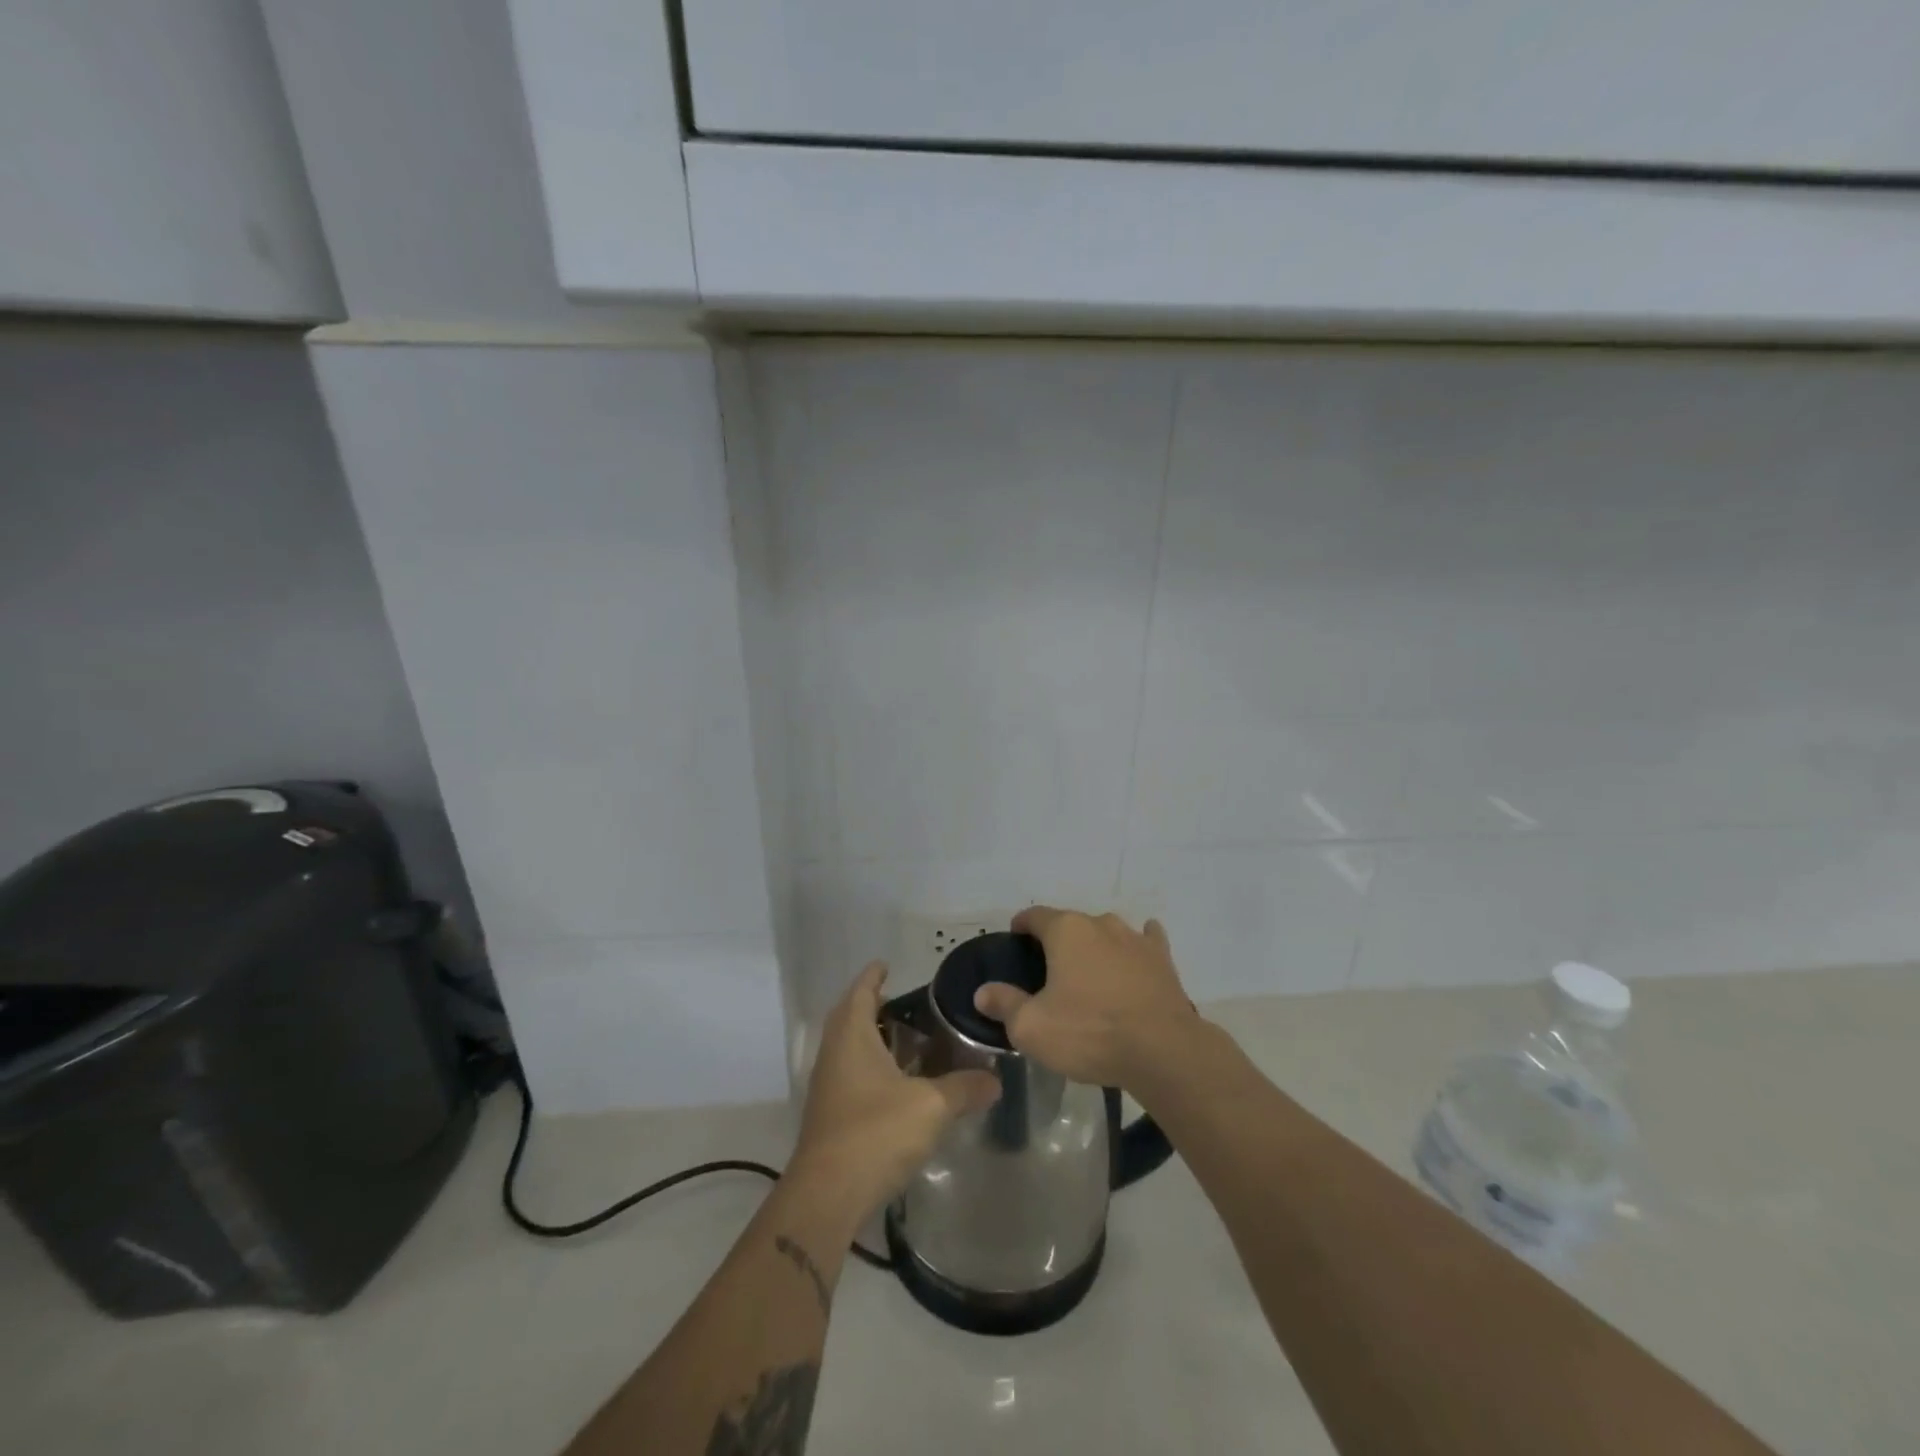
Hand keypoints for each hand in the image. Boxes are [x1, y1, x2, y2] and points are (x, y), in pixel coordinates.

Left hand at [792, 962, 1000, 1219]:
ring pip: (850, 1047)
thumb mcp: (930, 1106)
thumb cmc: (875, 1133)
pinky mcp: (831, 1114)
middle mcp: (834, 1053)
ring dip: (873, 1037)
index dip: (873, 976)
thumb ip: (964, 1088)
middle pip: (850, 1016)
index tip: (888, 964)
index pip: (860, 991)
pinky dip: (873, 1066)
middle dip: (873, 1005)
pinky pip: (852, 1074)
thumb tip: (996, 1080)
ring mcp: (829, 1085)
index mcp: (851, 1036)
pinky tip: (899, 1083)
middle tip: (906, 1001)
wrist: (827, 1196)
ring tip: (909, 1038)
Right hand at [973, 907, 1201, 1089]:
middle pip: (1070, 924)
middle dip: (1058, 942)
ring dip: (1095, 946)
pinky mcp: (1162, 959)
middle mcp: (1100, 923)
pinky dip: (1137, 946)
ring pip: (1106, 933)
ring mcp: (1135, 938)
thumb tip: (983, 992)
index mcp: (1065, 930)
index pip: (1034, 916)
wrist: (1163, 1050)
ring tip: (1089, 974)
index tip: (1014, 942)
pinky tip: (1137, 954)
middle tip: (1048, 972)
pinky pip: (1146, 942)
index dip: (1021, 926)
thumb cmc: (1090, 1032)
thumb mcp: (1032, 1027)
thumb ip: (1004, 1004)